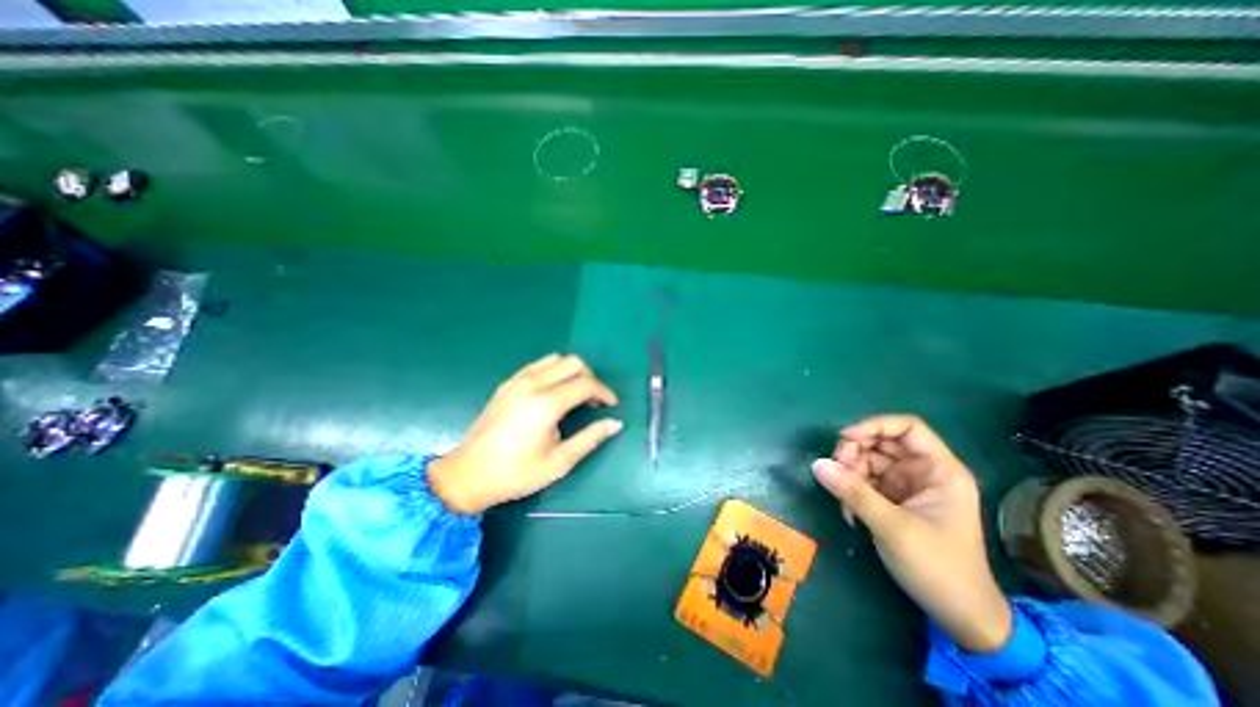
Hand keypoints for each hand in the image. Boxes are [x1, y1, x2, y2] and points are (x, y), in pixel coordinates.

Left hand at [428, 356, 622, 516]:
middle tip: (594, 400)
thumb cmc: (516, 473)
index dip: (604, 392)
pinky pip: (538, 365)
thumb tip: (616, 423)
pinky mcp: (507, 384)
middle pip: (573, 363)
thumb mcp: (559, 462)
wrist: (468, 475)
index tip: (611, 405)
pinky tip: (554, 391)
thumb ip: (590, 438)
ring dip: (572, 371)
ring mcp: (517, 381)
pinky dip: (553, 371)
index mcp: (546, 404)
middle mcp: (532, 385)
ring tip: (576, 394)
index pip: (585, 384)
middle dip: (590, 377)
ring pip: (555, 359)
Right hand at [818, 414, 1009, 650]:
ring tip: (843, 501)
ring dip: (849, 475)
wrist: (959, 616)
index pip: (907, 428)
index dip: (875, 426)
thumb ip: (854, 492)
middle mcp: (923, 471)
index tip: (845, 438)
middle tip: (836, 472)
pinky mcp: (893, 499)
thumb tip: (817, 464)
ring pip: (868, 461)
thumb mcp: (893, 527)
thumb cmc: (938, 568)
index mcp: (940, 470)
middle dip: (854, 453)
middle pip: (881, 443)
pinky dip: (851, 491)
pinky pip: (864, 481)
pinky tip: (848, 513)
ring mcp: (907, 485)